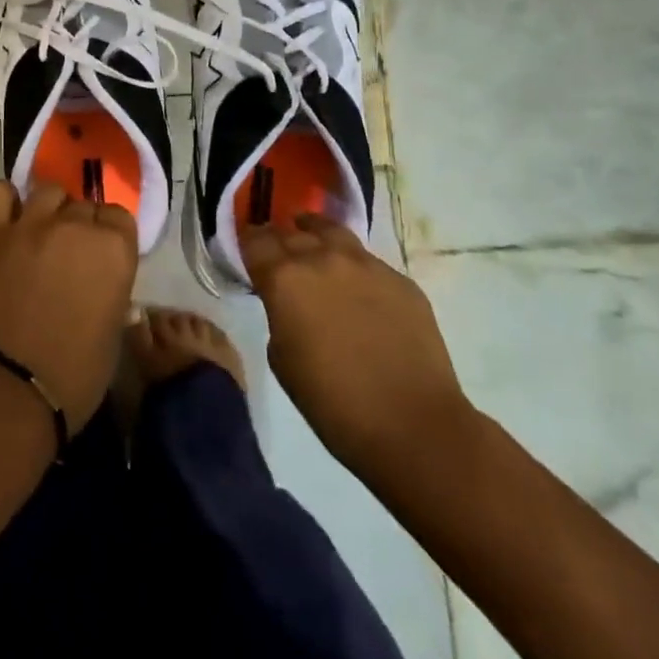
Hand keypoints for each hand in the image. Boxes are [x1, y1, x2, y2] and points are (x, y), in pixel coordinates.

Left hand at [0, 181, 139, 431]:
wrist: (11, 390)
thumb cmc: (76, 374)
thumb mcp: (115, 328)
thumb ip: (111, 284)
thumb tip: (100, 274)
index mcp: (114, 249)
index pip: (119, 216)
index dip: (110, 236)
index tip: (101, 258)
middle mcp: (75, 226)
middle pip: (83, 204)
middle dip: (80, 226)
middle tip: (69, 257)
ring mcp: (30, 225)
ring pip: (47, 192)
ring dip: (49, 211)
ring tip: (40, 237)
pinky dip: (4, 200)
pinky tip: (8, 219)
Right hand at [241, 215, 472, 480]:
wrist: (412, 426)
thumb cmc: (332, 402)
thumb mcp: (281, 358)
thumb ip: (278, 314)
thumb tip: (288, 302)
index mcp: (285, 278)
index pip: (256, 241)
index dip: (248, 243)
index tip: (246, 250)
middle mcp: (323, 259)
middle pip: (292, 233)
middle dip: (280, 239)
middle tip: (277, 252)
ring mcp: (366, 265)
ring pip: (332, 232)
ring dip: (316, 235)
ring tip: (313, 240)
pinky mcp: (401, 280)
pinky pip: (368, 262)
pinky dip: (353, 266)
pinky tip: (357, 288)